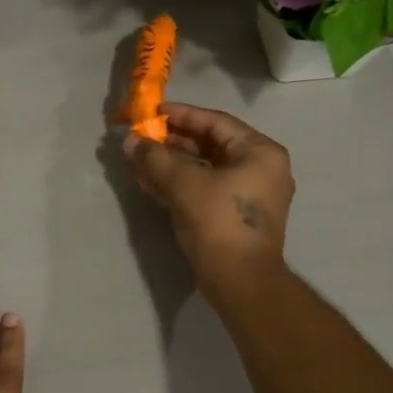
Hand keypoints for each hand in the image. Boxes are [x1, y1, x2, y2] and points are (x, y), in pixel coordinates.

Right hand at [122, 102, 294, 287]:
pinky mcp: (236, 216)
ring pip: (206, 169)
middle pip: (211, 145)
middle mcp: (261, 168)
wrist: (240, 281)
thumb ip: (155, 157)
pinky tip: (150, 183)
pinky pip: (206, 189)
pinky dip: (181, 184)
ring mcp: (250, 194)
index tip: (153, 112)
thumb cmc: (218, 222)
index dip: (181, 115)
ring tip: (140, 160)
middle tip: (142, 138)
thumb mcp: (183, 184)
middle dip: (172, 142)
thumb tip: (130, 140)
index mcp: (260, 152)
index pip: (215, 122)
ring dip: (172, 164)